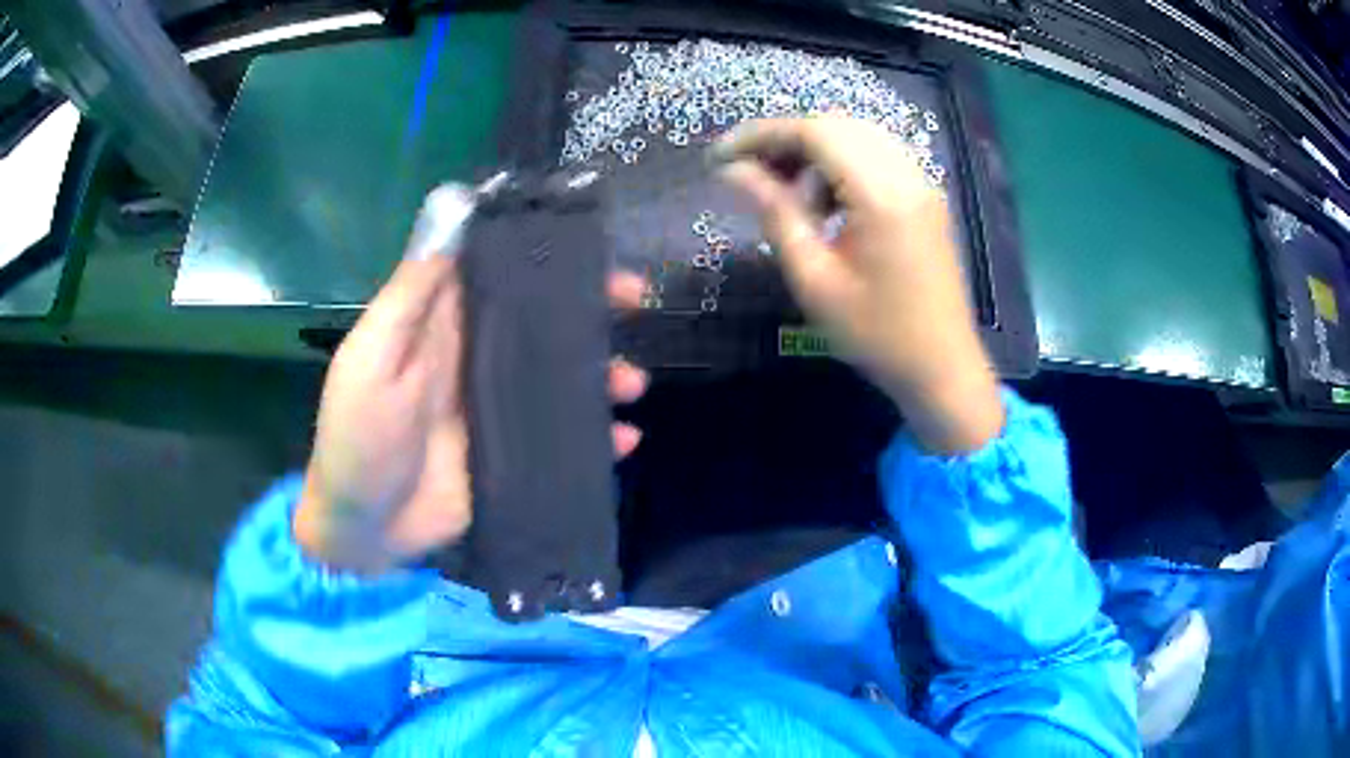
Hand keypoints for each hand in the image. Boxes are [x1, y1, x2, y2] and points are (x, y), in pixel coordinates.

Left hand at [294, 188, 648, 573]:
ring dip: (605, 373)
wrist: (364, 525)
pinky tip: (626, 440)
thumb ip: (411, 294)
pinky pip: (569, 440)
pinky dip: (602, 440)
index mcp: (447, 326)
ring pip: (566, 379)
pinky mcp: (519, 458)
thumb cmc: (358, 434)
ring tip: (630, 384)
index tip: (592, 246)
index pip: (503, 277)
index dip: (546, 258)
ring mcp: (504, 412)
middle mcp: (482, 361)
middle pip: (546, 324)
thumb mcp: (372, 356)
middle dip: (592, 308)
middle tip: (636, 300)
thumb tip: (454, 214)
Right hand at [717, 115, 1002, 452]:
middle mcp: (906, 175)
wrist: (943, 369)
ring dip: (814, 152)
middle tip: (749, 174)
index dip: (761, 135)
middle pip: (835, 125)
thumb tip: (734, 172)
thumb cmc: (877, 335)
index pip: (814, 132)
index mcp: (881, 194)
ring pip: (857, 137)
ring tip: (786, 194)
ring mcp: (922, 183)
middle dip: (785, 140)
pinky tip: (826, 204)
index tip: (721, 157)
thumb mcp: (815, 279)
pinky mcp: (926, 197)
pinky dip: (842, 165)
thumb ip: (775, 214)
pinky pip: (878, 158)